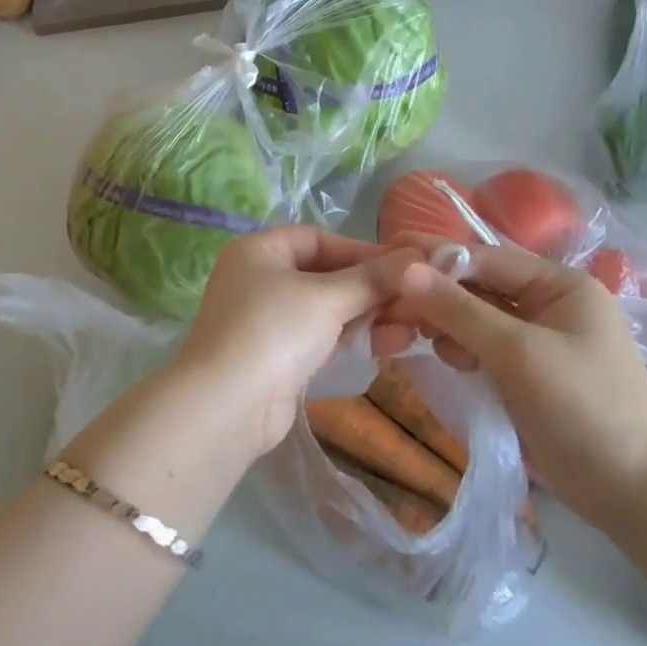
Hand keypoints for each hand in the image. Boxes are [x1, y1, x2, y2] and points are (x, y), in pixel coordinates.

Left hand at [174, 227, 421, 453]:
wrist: (227, 406)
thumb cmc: (274, 330)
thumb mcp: (326, 297)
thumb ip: (371, 279)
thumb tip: (416, 258)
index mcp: (259, 251)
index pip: (318, 239)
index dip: (361, 251)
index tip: (404, 266)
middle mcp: (260, 280)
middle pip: (326, 275)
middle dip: (372, 289)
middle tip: (418, 300)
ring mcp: (268, 321)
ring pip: (328, 310)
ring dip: (370, 316)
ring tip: (415, 326)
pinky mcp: (280, 358)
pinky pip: (324, 338)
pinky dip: (355, 338)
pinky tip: (394, 343)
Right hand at [390, 236, 646, 530]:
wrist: (636, 497)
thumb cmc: (585, 411)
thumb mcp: (519, 355)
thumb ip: (460, 311)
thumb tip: (405, 270)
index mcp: (560, 285)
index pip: (487, 257)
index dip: (437, 258)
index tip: (388, 257)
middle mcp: (549, 302)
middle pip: (479, 285)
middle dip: (439, 295)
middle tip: (393, 305)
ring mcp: (538, 338)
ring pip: (475, 316)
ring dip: (448, 325)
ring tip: (427, 342)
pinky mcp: (527, 371)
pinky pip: (482, 344)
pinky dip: (462, 349)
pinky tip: (453, 362)